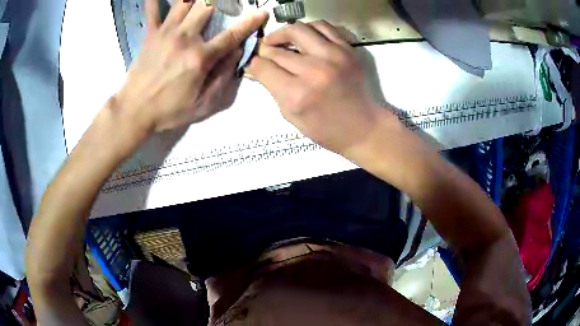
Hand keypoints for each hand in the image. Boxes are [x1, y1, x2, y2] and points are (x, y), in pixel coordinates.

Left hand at [116, 0, 268, 132]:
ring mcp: (166, 33)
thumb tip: (237, 53)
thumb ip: (223, 78)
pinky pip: (152, 10)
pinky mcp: (150, 34)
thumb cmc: (169, 110)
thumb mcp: (202, 105)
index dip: (250, 22)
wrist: (134, 111)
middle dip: (222, 1)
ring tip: (202, 1)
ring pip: (184, 2)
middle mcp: (185, 38)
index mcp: (200, 57)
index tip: (262, 12)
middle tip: (226, 2)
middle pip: (207, 6)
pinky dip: (155, 0)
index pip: (232, 34)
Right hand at [247, 21, 390, 155]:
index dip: (254, 64)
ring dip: (283, 34)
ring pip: (297, 30)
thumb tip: (255, 68)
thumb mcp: (291, 116)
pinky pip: (322, 26)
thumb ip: (272, 89)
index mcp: (296, 94)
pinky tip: (303, 37)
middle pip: (277, 49)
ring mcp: (333, 56)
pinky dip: (308, 29)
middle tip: (265, 53)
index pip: (263, 67)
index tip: (255, 64)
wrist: (363, 126)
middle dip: (265, 51)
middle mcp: (313, 70)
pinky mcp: (347, 49)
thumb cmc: (326, 129)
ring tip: (280, 40)